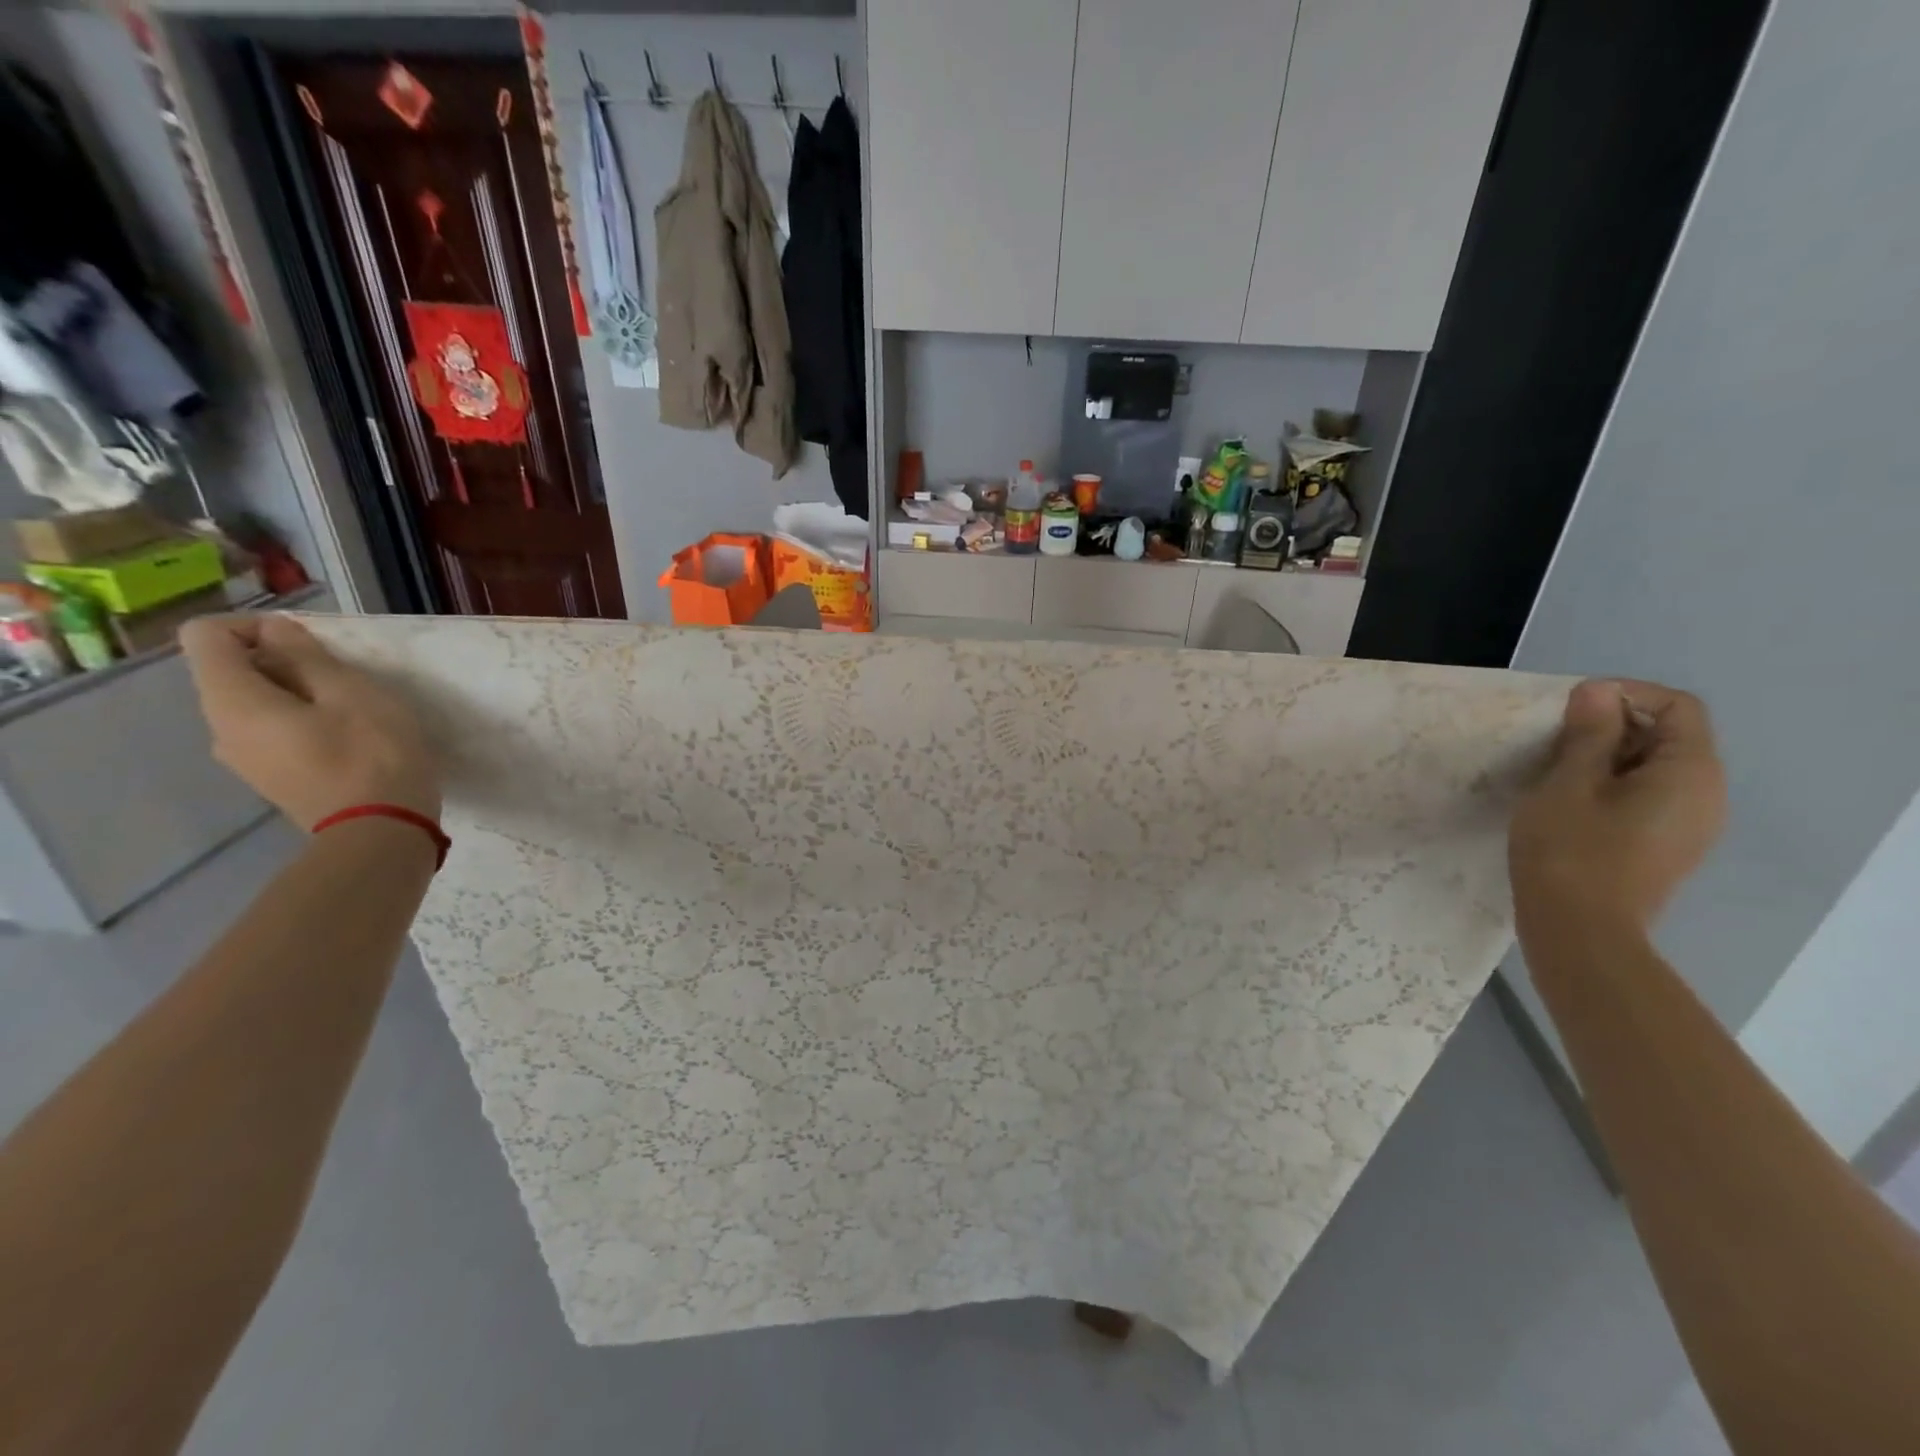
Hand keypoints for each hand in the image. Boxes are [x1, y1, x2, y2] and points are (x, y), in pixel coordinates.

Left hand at [180, 615, 438, 830]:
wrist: (380, 832)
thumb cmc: (371, 755)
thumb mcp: (352, 693)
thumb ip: (307, 656)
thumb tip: (274, 631)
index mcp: (232, 700)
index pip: (205, 636)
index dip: (254, 627)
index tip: (310, 645)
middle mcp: (220, 728)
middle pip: (230, 671)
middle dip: (282, 662)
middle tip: (344, 679)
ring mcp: (243, 759)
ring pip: (254, 704)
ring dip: (298, 694)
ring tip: (352, 709)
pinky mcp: (271, 779)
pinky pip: (271, 733)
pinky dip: (301, 722)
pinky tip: (347, 738)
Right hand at [1509, 679, 1726, 939]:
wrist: (1579, 932)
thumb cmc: (1570, 852)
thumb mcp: (1568, 784)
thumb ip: (1588, 735)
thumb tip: (1598, 692)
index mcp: (1690, 773)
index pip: (1679, 707)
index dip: (1626, 695)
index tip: (1571, 707)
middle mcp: (1705, 795)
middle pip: (1670, 737)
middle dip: (1613, 726)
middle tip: (1554, 739)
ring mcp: (1689, 826)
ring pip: (1654, 769)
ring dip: (1607, 758)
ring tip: (1554, 770)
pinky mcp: (1666, 847)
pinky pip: (1647, 798)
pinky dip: (1611, 786)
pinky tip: (1569, 803)